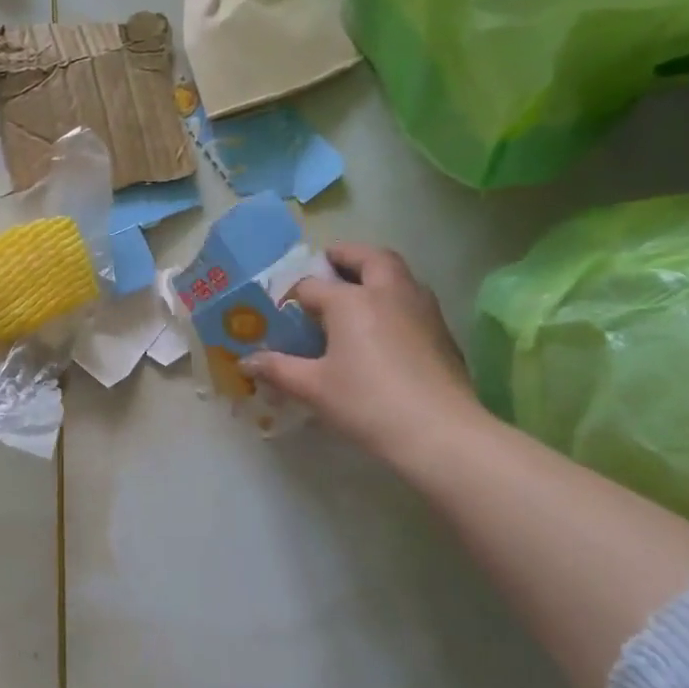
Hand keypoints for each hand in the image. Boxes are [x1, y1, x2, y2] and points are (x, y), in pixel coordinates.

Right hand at [246, 244, 482, 461]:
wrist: (438, 432)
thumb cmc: (366, 403)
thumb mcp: (312, 387)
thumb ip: (278, 369)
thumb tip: (246, 362)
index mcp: (351, 301)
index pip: (312, 286)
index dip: (293, 296)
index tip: (282, 311)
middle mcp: (388, 293)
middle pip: (368, 258)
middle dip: (347, 255)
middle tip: (329, 264)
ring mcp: (421, 309)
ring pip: (398, 274)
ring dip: (376, 273)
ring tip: (357, 292)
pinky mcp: (442, 331)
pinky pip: (413, 299)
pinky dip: (394, 298)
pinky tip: (384, 327)